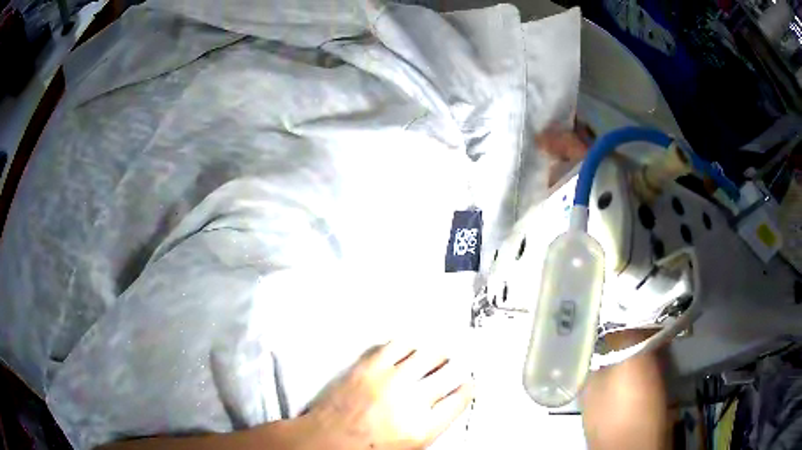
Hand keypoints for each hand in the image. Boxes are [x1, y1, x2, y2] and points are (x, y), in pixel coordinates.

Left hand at [301, 340, 473, 449]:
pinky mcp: (367, 367)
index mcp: (422, 428)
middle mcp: (409, 401)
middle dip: (456, 369)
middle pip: (449, 373)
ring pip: (426, 354)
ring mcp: (387, 380)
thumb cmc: (362, 449)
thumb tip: (445, 406)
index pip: (459, 399)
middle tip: (455, 366)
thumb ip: (431, 425)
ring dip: (435, 355)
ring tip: (435, 356)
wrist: (324, 441)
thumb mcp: (409, 446)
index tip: (468, 384)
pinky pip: (396, 345)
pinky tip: (408, 350)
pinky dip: (407, 346)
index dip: (467, 389)